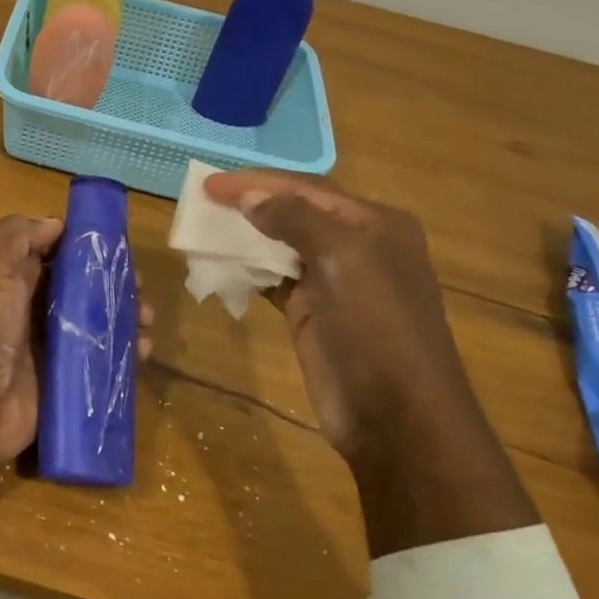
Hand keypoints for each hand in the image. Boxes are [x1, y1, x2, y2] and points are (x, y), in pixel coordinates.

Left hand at [0, 214, 155, 525]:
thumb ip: (17, 236)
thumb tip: (57, 224)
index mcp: (15, 278)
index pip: (58, 254)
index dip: (87, 248)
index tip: (117, 247)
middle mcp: (35, 308)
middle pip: (84, 287)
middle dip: (114, 283)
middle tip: (139, 287)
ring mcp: (54, 346)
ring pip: (100, 322)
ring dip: (127, 316)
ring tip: (146, 318)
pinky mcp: (70, 379)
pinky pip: (105, 360)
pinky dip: (127, 352)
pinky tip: (144, 349)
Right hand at [200, 170, 471, 459]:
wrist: (397, 417)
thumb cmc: (377, 327)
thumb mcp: (344, 258)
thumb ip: (296, 218)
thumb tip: (250, 196)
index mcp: (374, 224)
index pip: (307, 189)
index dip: (257, 181)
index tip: (210, 183)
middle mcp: (356, 246)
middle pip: (293, 212)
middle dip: (250, 203)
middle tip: (202, 200)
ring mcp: (334, 281)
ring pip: (280, 245)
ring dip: (245, 236)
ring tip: (203, 228)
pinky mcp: (312, 313)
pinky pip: (273, 279)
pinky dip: (247, 269)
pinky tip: (220, 264)